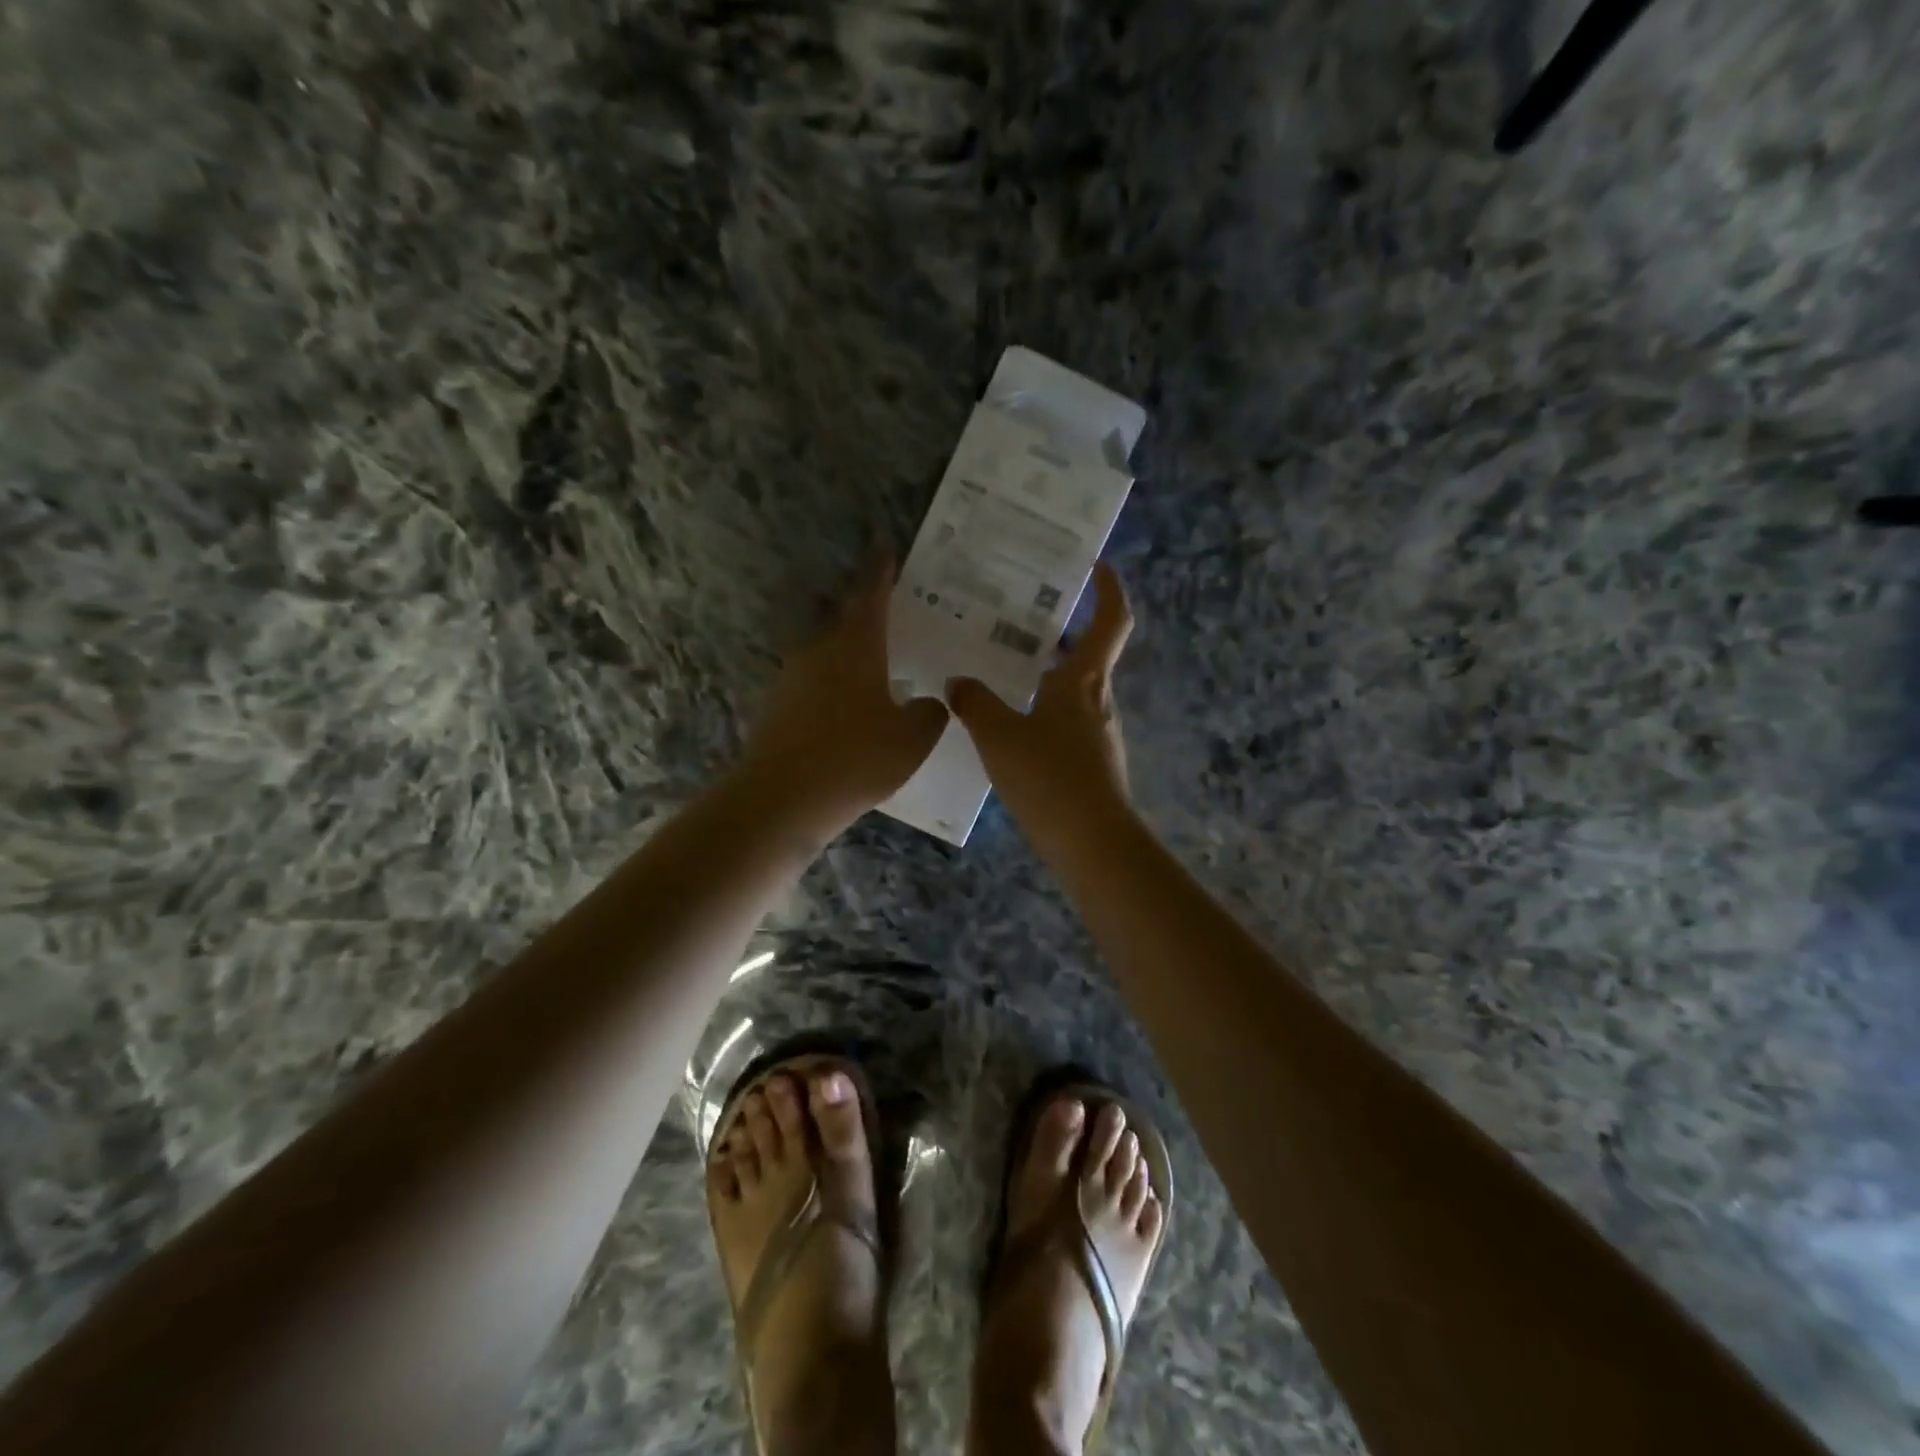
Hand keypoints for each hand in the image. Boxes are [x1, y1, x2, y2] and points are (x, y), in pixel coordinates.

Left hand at [738, 566, 948, 840]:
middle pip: (847, 622)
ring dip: (854, 656)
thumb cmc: (855, 760)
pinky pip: (817, 685)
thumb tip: (929, 702)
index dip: (881, 572)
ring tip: (881, 669)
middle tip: (896, 616)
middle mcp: (820, 652)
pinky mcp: (778, 708)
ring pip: (830, 655)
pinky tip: (853, 712)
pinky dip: (838, 688)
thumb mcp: (912, 739)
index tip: (885, 548)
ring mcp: (793, 679)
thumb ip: (930, 713)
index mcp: (855, 647)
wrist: (781, 800)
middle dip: (870, 615)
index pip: (871, 596)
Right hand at [947, 560, 1135, 851]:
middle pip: (1089, 653)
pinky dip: (1044, 710)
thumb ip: (975, 703)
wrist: (1092, 844)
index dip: (1109, 588)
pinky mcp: (1092, 763)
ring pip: (1075, 690)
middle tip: (1019, 617)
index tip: (1094, 565)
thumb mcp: (999, 736)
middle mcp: (1098, 700)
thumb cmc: (1050, 778)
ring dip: (1048, 673)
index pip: (1111, 620)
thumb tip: (958, 682)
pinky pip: (1067, 722)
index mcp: (1084, 680)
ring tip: (1004, 669)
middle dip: (1060, 632)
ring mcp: (1099, 734)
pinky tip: (1012, 727)